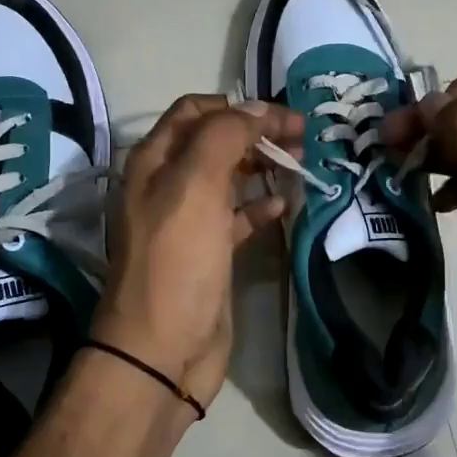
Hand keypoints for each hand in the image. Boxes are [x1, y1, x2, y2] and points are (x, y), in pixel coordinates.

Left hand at [94, 95, 303, 407]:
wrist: (163, 350)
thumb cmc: (177, 261)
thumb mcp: (195, 186)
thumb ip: (225, 137)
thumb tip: (258, 107)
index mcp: (155, 162)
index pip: (196, 111)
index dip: (239, 106)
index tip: (283, 114)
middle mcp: (168, 185)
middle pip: (216, 141)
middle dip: (257, 131)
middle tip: (301, 137)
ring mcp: (189, 221)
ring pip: (230, 177)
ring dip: (263, 165)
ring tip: (301, 163)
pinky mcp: (210, 253)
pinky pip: (238, 218)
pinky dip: (261, 206)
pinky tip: (285, 206)